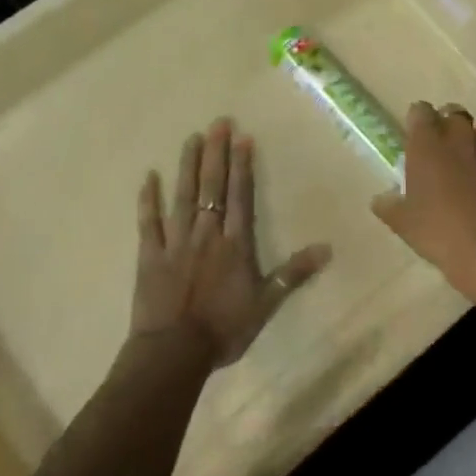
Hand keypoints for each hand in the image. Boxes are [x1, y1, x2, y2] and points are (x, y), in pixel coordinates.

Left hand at [133, 119, 331, 367]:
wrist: (175, 352)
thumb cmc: (224, 328)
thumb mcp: (266, 304)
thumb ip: (294, 274)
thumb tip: (327, 248)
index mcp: (234, 243)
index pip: (240, 196)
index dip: (242, 166)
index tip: (242, 138)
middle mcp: (206, 233)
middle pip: (211, 187)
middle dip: (215, 154)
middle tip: (217, 123)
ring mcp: (176, 242)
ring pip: (182, 196)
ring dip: (187, 166)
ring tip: (191, 138)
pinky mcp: (150, 255)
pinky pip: (149, 222)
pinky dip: (148, 199)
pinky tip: (148, 176)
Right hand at [372, 103, 475, 288]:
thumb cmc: (440, 232)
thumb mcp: (403, 223)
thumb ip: (389, 205)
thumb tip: (381, 199)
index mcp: (428, 141)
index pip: (420, 111)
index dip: (417, 123)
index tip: (415, 141)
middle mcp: (461, 135)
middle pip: (452, 114)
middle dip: (446, 128)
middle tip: (439, 156)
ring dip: (470, 148)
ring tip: (466, 178)